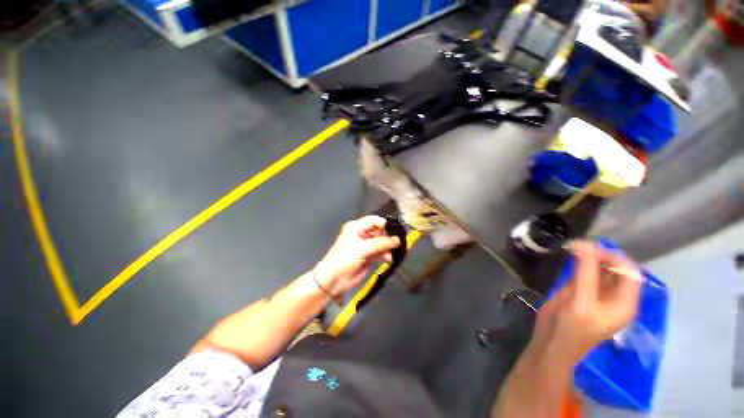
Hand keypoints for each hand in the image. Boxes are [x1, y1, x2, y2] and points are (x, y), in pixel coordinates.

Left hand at [313, 216, 400, 297]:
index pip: (374, 220)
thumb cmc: (345, 258)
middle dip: (388, 237)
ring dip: (387, 247)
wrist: (334, 279)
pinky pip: (380, 252)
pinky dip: (385, 254)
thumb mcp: (363, 248)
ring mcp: (365, 245)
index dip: (385, 224)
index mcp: (356, 227)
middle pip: (379, 231)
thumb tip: (397, 240)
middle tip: (396, 244)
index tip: (395, 231)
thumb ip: (381, 243)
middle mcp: (361, 234)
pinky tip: (388, 259)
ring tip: (391, 254)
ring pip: (381, 242)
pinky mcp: (368, 256)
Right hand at [532, 241, 641, 363]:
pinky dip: (579, 262)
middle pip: (615, 268)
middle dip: (600, 254)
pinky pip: (585, 271)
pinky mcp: (581, 290)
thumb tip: (585, 244)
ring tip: (573, 247)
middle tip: (578, 245)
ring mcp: (597, 293)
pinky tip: (571, 255)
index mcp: (624, 302)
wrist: (552, 340)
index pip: (629, 271)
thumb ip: (586, 273)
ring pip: (600, 268)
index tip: (590, 247)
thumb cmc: (572, 326)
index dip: (614, 257)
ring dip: (589, 256)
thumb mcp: (581, 301)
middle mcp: (615, 296)